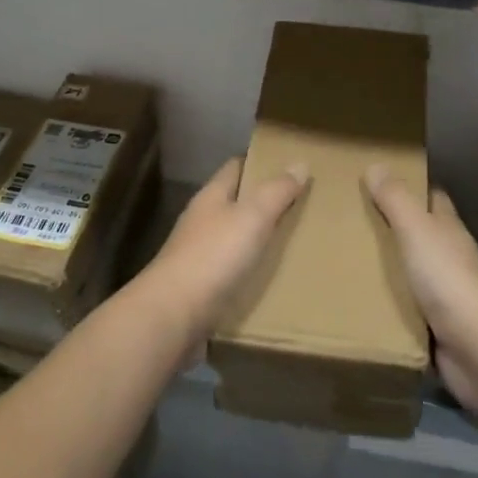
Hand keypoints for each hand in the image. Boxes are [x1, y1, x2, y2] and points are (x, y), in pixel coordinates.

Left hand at [138, 157, 308, 339]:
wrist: (175, 314)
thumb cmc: (214, 256)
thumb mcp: (252, 217)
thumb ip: (276, 191)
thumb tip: (300, 163)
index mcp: (211, 196)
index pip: (236, 167)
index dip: (259, 163)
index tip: (288, 166)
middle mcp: (203, 220)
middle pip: (236, 202)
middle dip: (264, 202)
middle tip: (303, 204)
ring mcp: (199, 254)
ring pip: (235, 236)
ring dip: (259, 237)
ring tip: (295, 240)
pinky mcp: (202, 285)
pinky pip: (233, 269)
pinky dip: (252, 268)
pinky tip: (273, 276)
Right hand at [364, 165, 477, 411]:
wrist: (477, 347)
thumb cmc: (447, 278)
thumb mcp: (417, 230)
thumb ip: (396, 199)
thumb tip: (376, 164)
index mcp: (448, 229)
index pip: (432, 199)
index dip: (411, 187)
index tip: (379, 180)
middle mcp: (448, 257)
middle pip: (418, 235)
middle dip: (389, 228)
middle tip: (348, 221)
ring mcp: (444, 294)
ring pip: (409, 273)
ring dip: (385, 269)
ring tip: (343, 260)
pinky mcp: (435, 327)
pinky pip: (404, 310)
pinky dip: (385, 305)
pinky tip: (357, 302)